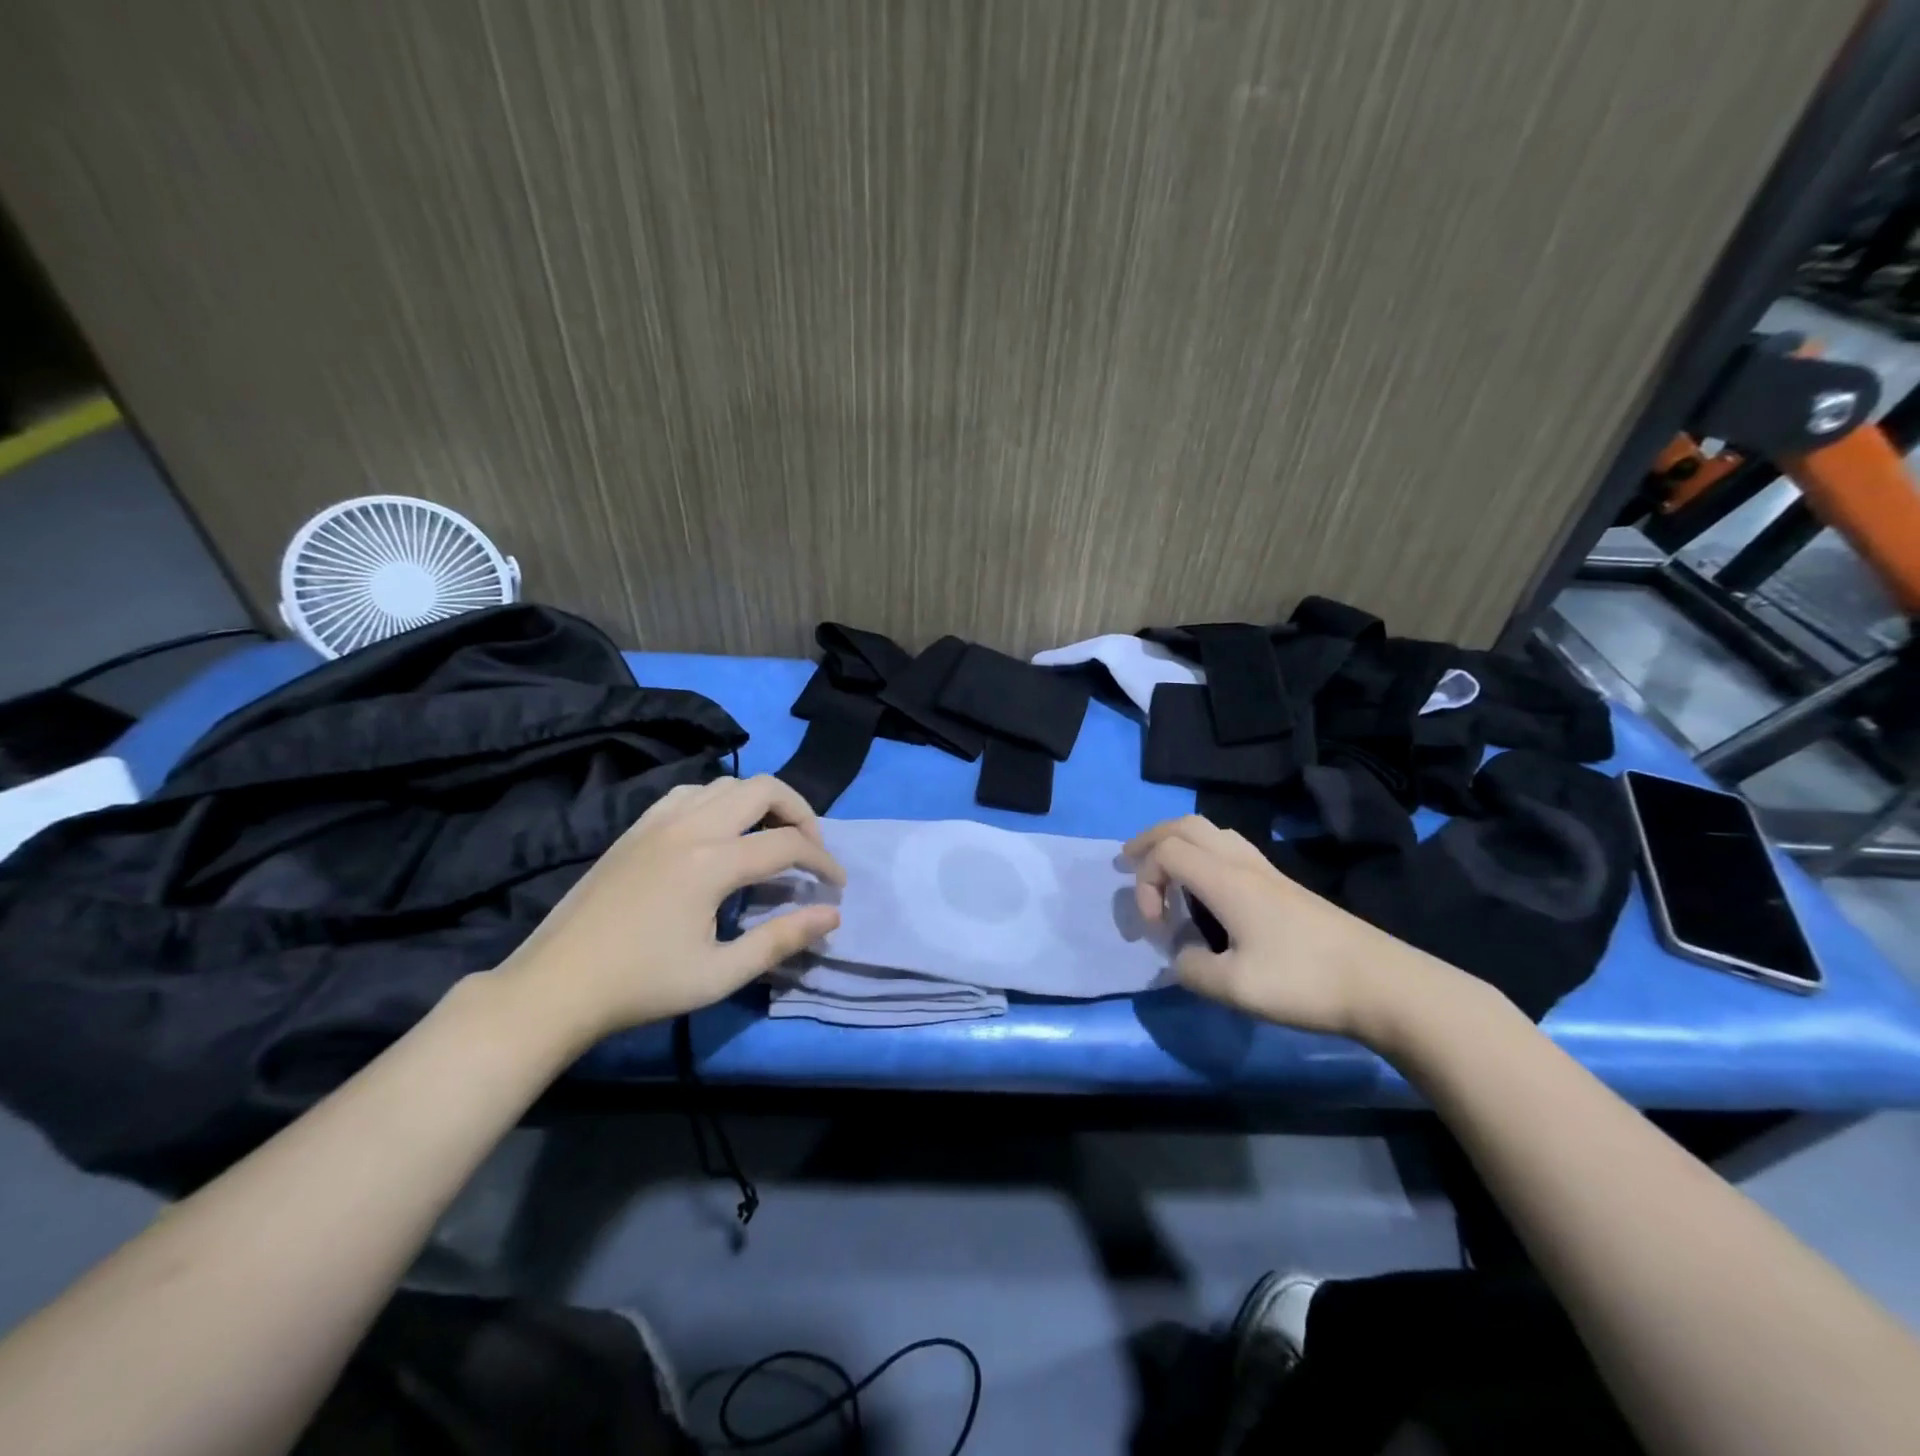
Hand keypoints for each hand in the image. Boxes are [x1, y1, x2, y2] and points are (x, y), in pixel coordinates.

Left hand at [495, 775, 843, 1050]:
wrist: (556, 985)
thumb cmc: (642, 985)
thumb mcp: (720, 974)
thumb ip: (781, 940)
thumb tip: (831, 914)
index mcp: (712, 862)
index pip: (788, 843)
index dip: (823, 861)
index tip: (836, 887)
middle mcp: (690, 826)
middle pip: (765, 789)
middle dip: (801, 813)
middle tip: (811, 850)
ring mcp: (660, 821)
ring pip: (728, 784)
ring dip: (762, 802)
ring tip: (771, 837)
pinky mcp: (637, 827)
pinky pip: (692, 792)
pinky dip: (721, 801)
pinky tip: (721, 832)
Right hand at [1125, 815, 1462, 1044]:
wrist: (1384, 985)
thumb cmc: (1305, 981)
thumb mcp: (1235, 988)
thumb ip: (1190, 970)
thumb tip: (1180, 957)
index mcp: (1226, 880)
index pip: (1166, 852)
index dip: (1144, 881)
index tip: (1154, 927)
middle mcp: (1243, 864)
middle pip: (1186, 825)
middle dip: (1150, 839)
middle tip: (1129, 863)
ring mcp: (1267, 871)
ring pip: (1211, 831)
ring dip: (1178, 843)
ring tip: (1162, 870)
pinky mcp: (1284, 885)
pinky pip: (1229, 848)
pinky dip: (1202, 854)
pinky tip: (1206, 889)